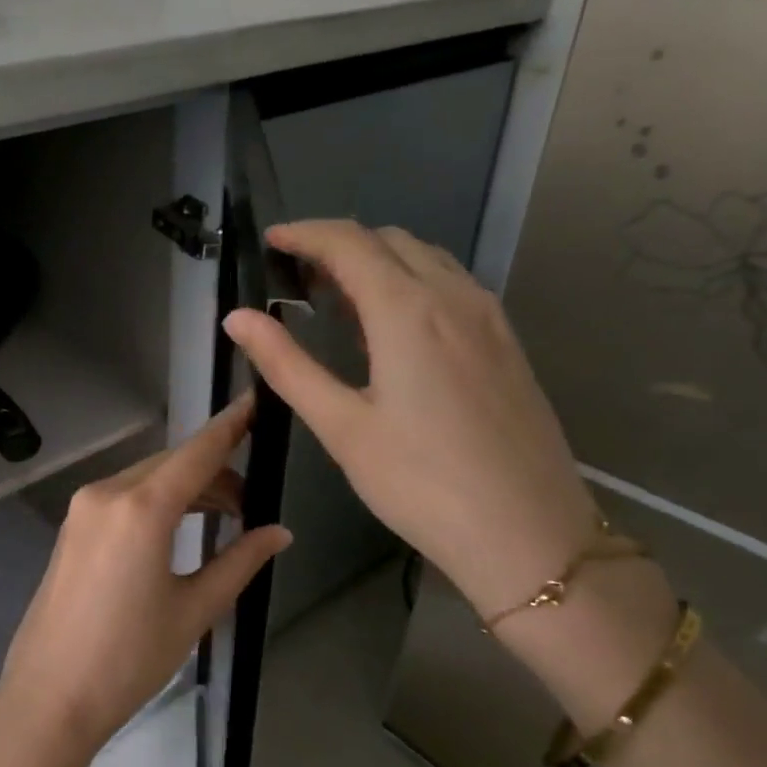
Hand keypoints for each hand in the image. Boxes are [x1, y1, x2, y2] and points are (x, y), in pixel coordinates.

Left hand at [0, 393, 292, 760]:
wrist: (49, 699)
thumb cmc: (129, 658)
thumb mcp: (194, 610)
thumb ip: (240, 561)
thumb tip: (279, 532)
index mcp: (141, 508)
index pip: (197, 452)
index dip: (231, 426)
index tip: (257, 402)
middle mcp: (106, 493)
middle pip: (171, 464)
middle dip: (214, 473)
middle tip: (251, 503)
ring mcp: (82, 509)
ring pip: (146, 479)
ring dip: (186, 489)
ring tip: (224, 519)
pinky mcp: (71, 529)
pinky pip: (123, 498)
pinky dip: (157, 502)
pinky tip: (179, 529)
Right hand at [224, 220, 596, 619]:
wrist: (529, 533)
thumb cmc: (422, 484)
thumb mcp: (343, 427)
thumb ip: (287, 365)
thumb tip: (238, 318)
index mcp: (407, 311)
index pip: (349, 243)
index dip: (305, 233)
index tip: (272, 241)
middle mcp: (453, 297)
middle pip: (390, 240)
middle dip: (339, 243)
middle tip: (297, 275)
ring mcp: (489, 317)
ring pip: (427, 258)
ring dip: (379, 259)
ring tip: (339, 296)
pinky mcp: (506, 342)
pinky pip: (453, 284)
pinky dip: (413, 281)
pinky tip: (395, 325)